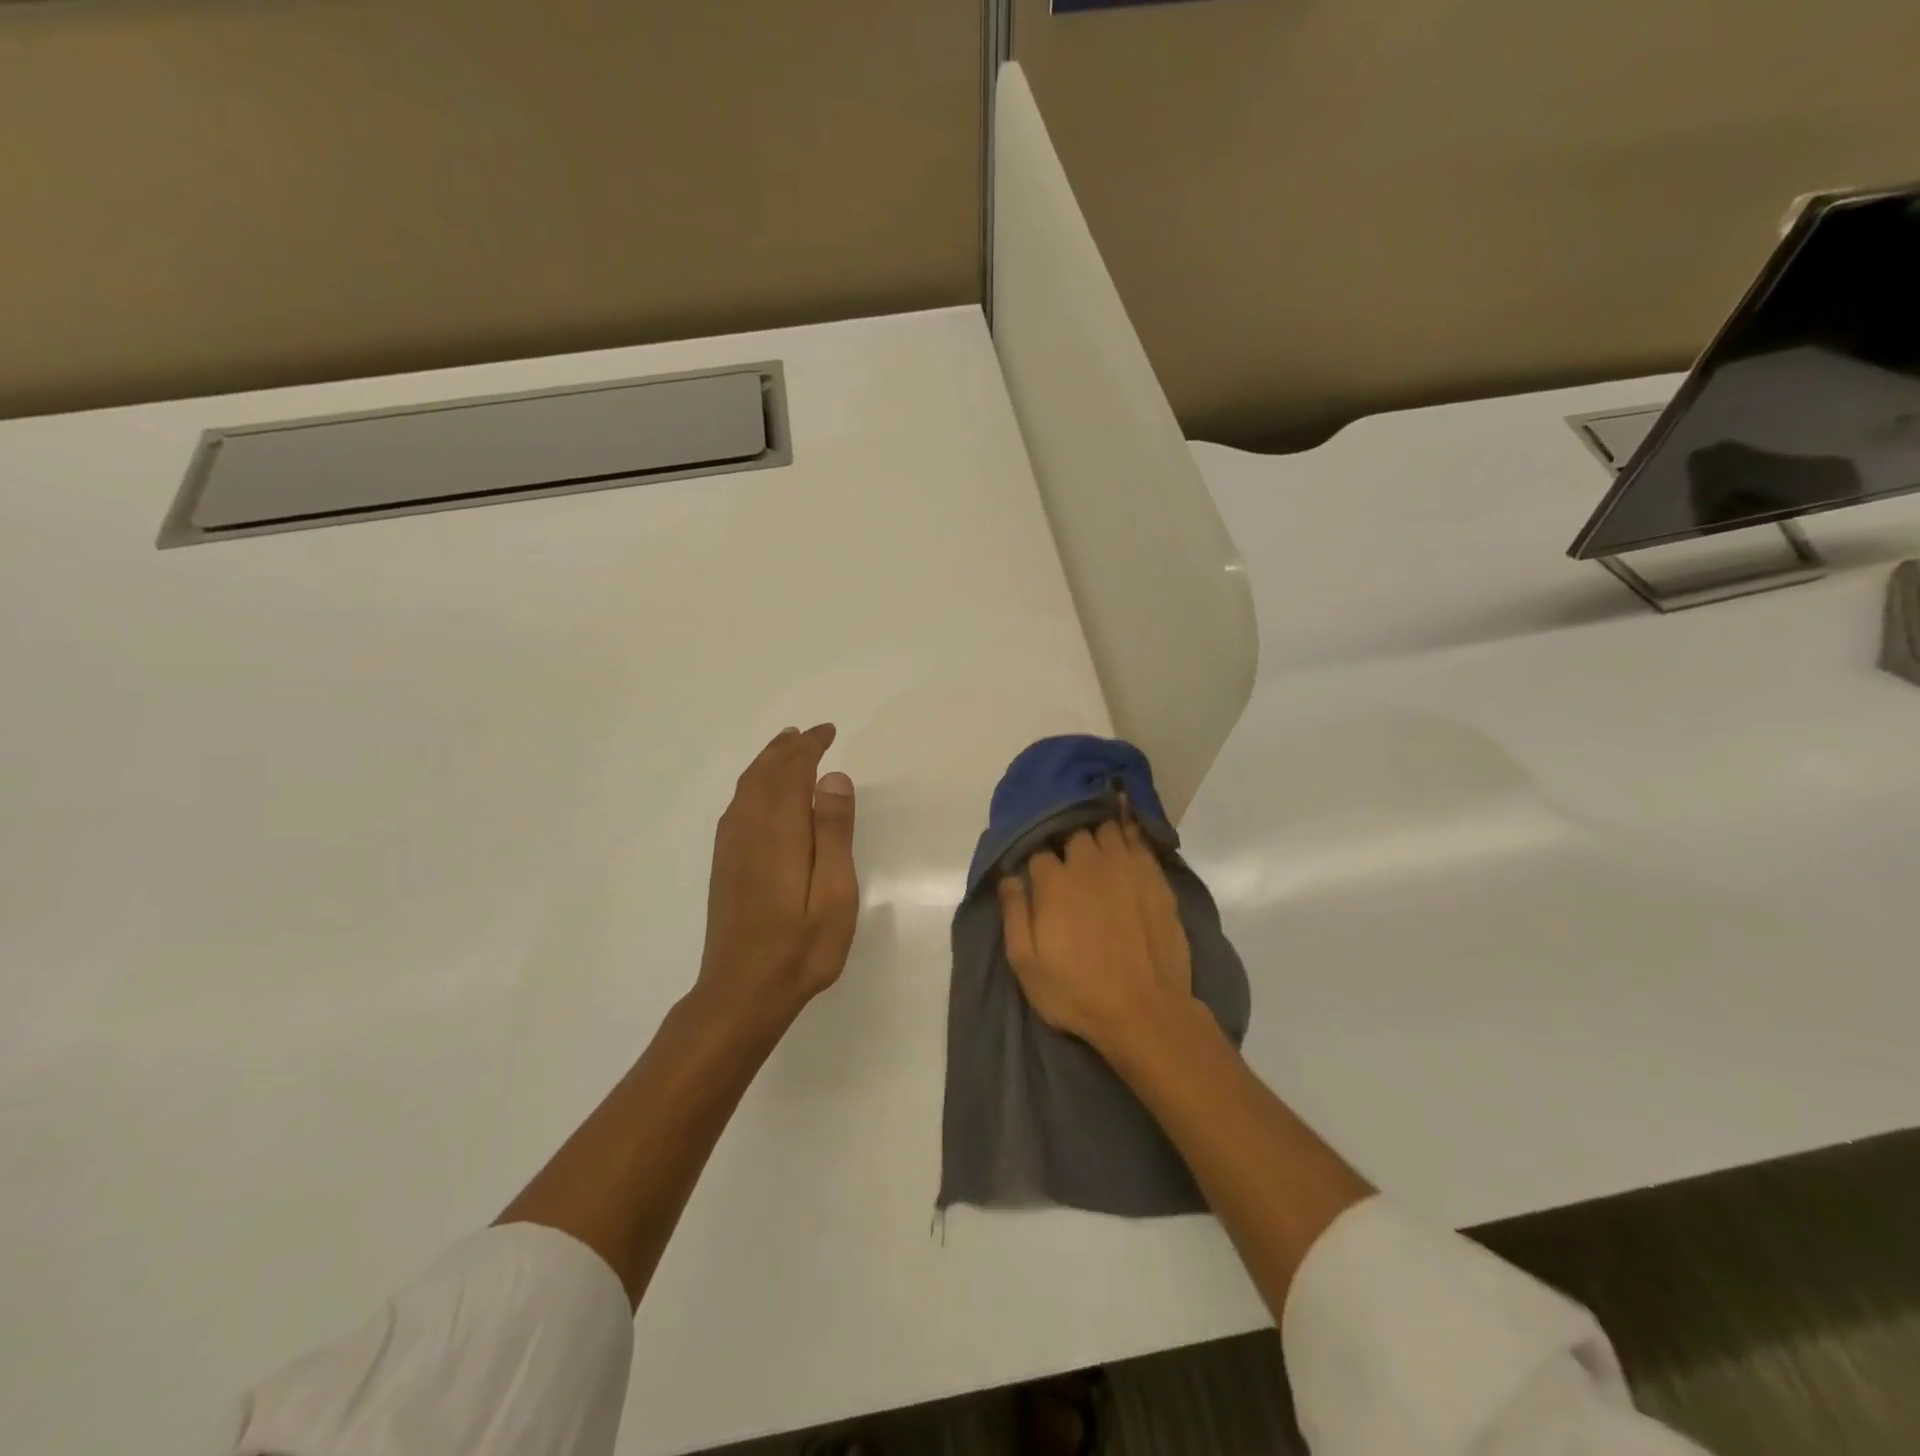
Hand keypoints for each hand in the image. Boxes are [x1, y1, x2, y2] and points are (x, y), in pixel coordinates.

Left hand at [695, 724, 859, 1028]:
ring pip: (747, 788)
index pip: (792, 772)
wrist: (741, 992)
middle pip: (765, 774)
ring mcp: (731, 847)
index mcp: (779, 831)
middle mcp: (749, 829)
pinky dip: (753, 785)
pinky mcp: (724, 865)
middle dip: (788, 749)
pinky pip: (737, 806)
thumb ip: (833, 833)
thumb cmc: (801, 947)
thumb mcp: (835, 893)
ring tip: (786, 749)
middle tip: (810, 734)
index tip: (828, 731)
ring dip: (767, 762)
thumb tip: (833, 778)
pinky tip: (761, 795)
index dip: (809, 748)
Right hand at [998, 819, 1191, 1059]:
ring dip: (1097, 834)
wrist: (1145, 1011)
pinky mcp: (1155, 877)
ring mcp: (1125, 867)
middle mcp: (1088, 864)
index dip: (1035, 860)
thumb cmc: (1077, 992)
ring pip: (1107, 830)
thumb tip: (1009, 877)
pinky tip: (1126, 836)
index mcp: (1054, 882)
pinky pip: (1139, 841)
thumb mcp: (1027, 964)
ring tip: (1095, 846)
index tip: (1036, 872)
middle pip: (1073, 833)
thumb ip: (1014, 914)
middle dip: (1067, 842)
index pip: (1038, 851)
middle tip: (1067, 860)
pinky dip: (1129, 834)